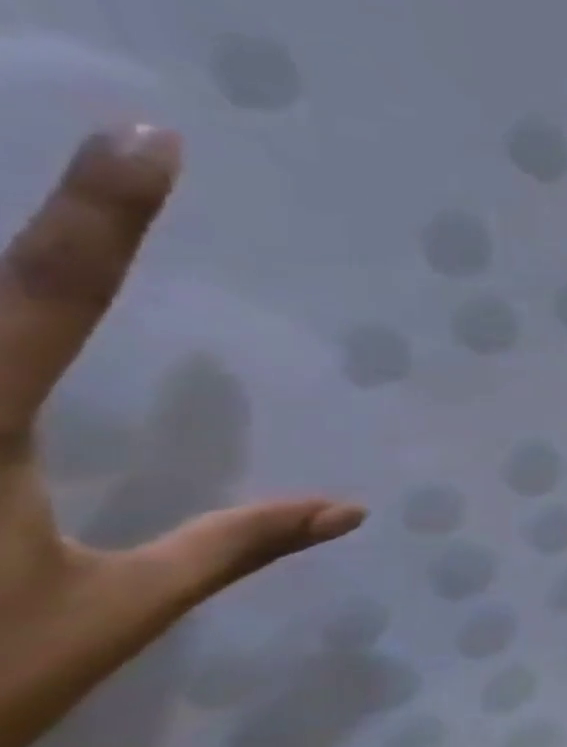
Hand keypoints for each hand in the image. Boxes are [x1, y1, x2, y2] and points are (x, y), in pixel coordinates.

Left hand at [0, 127, 364, 746]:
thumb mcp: (115, 610)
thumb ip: (234, 544)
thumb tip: (351, 508)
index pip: (53, 296)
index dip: (107, 215)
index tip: (148, 137)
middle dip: (38, 214)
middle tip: (106, 137)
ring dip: (10, 280)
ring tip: (57, 235)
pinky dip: (3, 331)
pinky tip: (23, 326)